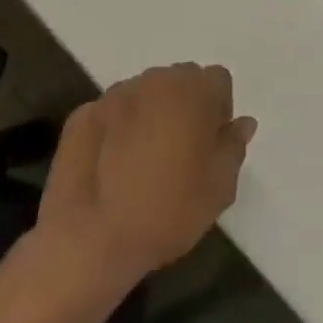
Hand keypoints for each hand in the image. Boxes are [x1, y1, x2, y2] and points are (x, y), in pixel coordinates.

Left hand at [25, 63, 256, 318]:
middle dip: (183, 108)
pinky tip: (109, 167)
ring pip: (143, 96)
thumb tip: (241, 123)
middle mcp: (156, 80)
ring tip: (140, 161)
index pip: (218, 82)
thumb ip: (234, 146)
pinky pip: (109, 116)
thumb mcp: (220, 187)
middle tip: (179, 153)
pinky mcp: (80, 117)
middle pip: (179, 82)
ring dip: (148, 116)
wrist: (89, 242)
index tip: (210, 146)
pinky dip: (113, 131)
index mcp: (195, 89)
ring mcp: (114, 95)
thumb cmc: (167, 211)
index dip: (218, 112)